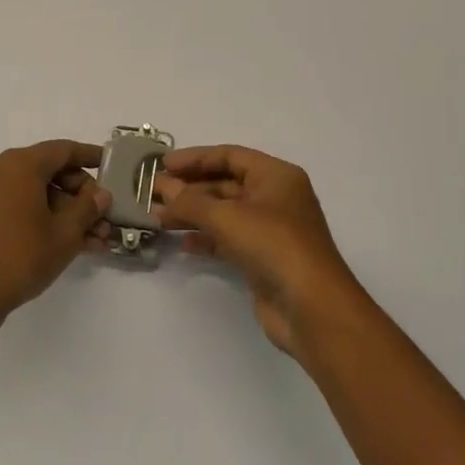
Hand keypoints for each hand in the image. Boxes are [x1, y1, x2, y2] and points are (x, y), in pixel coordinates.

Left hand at [0, 141, 111, 335]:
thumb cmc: (20, 256)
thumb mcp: (64, 233)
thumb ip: (88, 209)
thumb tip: (101, 194)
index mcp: (23, 164)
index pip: (65, 150)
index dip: (91, 156)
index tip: (112, 165)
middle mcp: (6, 170)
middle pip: (54, 172)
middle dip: (83, 196)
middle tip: (106, 218)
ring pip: (43, 194)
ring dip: (70, 213)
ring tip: (97, 240)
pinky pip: (27, 207)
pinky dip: (50, 220)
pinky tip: (76, 245)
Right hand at [155, 146, 363, 359]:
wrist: (312, 308)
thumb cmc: (274, 246)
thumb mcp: (228, 217)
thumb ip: (192, 201)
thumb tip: (164, 187)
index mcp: (276, 175)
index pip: (229, 156)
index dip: (195, 158)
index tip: (162, 164)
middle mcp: (275, 197)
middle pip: (225, 184)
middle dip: (189, 189)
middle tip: (152, 194)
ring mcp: (270, 230)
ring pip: (224, 213)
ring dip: (193, 214)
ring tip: (157, 218)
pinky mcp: (263, 259)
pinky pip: (228, 239)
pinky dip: (206, 238)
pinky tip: (182, 242)